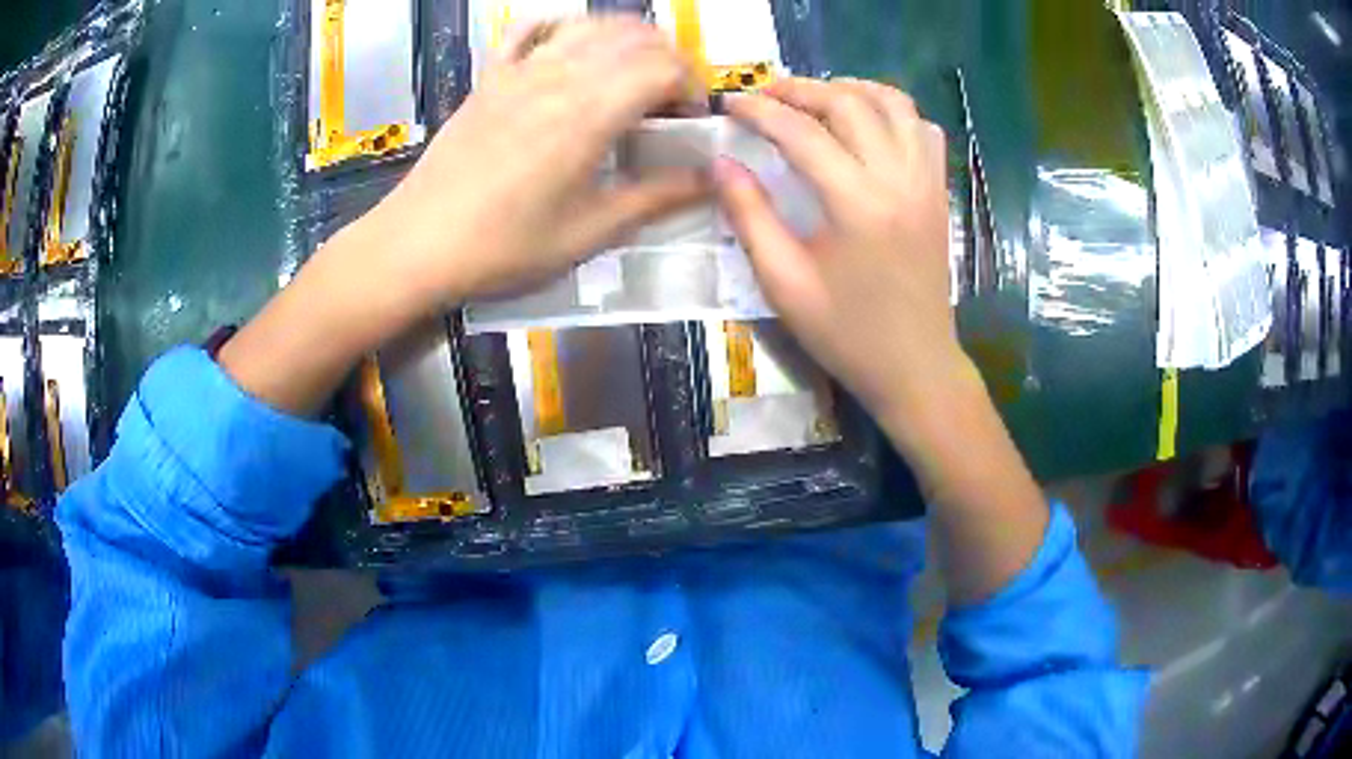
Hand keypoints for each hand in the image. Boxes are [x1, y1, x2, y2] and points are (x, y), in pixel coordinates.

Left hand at [222, 19, 707, 415]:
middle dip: (671, 61)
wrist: (418, 244)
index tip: (691, 123)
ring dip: (628, 39)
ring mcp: (520, 69)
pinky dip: (561, 25)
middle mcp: (559, 75)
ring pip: (591, 24)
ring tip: (633, 74)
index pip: (665, 68)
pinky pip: (528, 28)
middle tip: (670, 102)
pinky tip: (571, 46)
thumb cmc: (504, 246)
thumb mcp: (589, 231)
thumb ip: (655, 198)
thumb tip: (710, 180)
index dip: (693, 88)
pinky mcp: (490, 76)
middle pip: (637, 37)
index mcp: (590, 112)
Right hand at [715, 78, 969, 436]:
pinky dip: (893, 112)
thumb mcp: (784, 283)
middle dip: (801, 89)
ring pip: (894, 103)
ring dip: (850, 89)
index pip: (801, 132)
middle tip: (765, 95)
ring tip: (816, 98)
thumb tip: (721, 164)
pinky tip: (869, 125)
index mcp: (856, 203)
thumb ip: (750, 216)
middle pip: (849, 103)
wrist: (915, 367)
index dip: (759, 111)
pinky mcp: (939, 191)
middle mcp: (898, 178)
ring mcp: (926, 181)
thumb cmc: (847, 334)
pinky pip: (923, 129)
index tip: (730, 103)